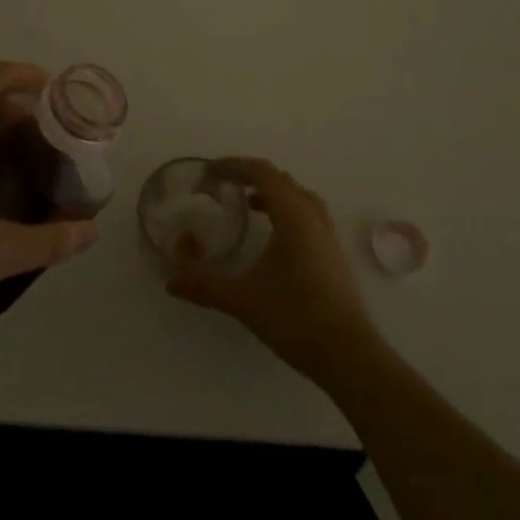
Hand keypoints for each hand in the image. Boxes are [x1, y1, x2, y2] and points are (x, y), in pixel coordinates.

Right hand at [168, 158, 379, 383]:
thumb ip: (206, 285)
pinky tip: (273, 235)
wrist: (348, 354)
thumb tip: (171, 282)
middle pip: (281, 179)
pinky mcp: (333, 253)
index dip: (234, 166)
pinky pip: (308, 213)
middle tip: (224, 185)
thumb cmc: (294, 316)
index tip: (210, 172)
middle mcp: (312, 215)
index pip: (262, 173)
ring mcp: (327, 234)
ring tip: (249, 202)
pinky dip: (287, 210)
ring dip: (273, 192)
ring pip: (298, 196)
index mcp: (292, 215)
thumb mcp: (243, 299)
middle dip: (251, 176)